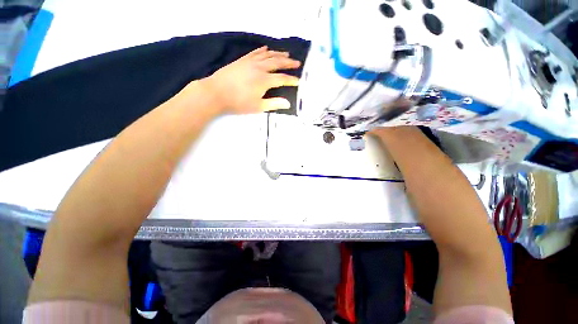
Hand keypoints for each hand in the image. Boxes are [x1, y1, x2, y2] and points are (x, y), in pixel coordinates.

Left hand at [202, 46, 300, 113]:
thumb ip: (274, 104)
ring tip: (286, 54)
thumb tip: (288, 103)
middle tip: (297, 63)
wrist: (216, 92)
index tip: (299, 81)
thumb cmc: (238, 102)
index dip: (292, 80)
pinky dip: (263, 50)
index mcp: (264, 80)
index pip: (282, 79)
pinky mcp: (242, 60)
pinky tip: (267, 48)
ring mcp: (250, 62)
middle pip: (277, 62)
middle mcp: (259, 68)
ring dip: (278, 54)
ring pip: (268, 55)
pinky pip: (255, 52)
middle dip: (288, 63)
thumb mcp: (258, 107)